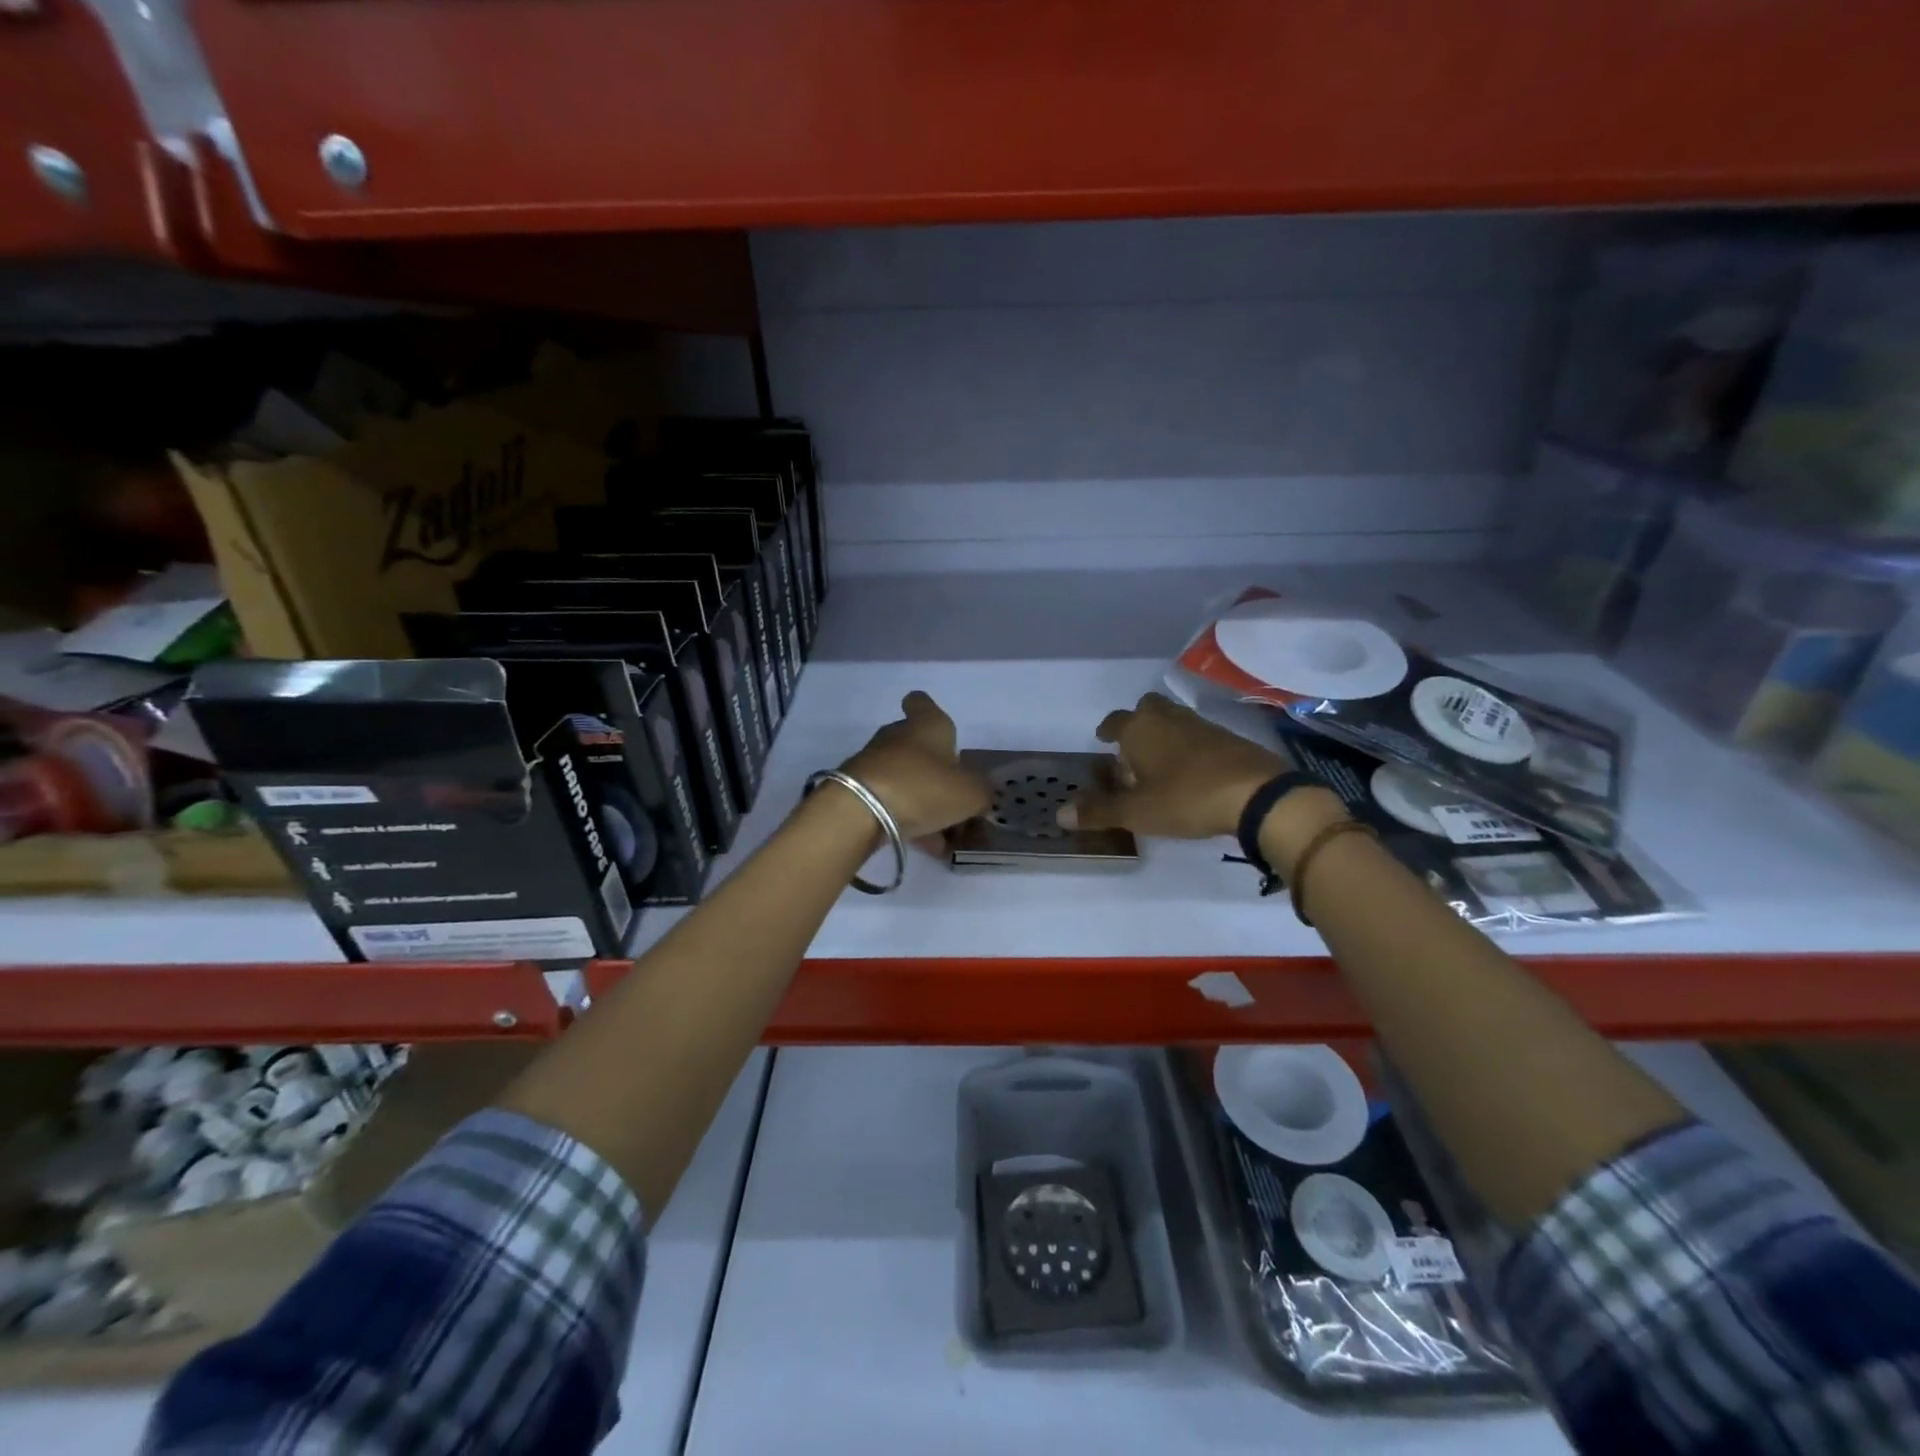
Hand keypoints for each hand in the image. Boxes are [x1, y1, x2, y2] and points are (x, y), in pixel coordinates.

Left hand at [839, 691, 990, 841]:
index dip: (929, 712)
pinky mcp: (857, 791)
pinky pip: (891, 802)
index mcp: (927, 725)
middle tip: (956, 802)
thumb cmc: (922, 787)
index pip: (922, 702)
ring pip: (906, 779)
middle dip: (936, 773)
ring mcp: (874, 763)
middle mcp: (898, 736)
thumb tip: (978, 797)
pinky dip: (908, 820)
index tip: (942, 734)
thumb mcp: (969, 794)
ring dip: (925, 803)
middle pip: (918, 747)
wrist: (859, 811)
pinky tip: (925, 846)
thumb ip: (981, 794)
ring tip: (945, 838)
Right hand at [1065, 691, 1294, 839]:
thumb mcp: (1137, 812)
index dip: (1107, 731)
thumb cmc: (1185, 798)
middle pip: (1147, 708)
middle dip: (1137, 723)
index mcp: (1139, 729)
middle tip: (1133, 749)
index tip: (1103, 739)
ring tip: (1160, 763)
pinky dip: (1189, 745)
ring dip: (1164, 734)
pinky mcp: (1228, 737)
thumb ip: (1099, 811)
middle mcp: (1167, 718)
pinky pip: (1198, 733)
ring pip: (1173, 719)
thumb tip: (1060, 814)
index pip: (1114, 721)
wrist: (1256, 794)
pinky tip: (1192, 770)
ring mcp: (1201, 724)